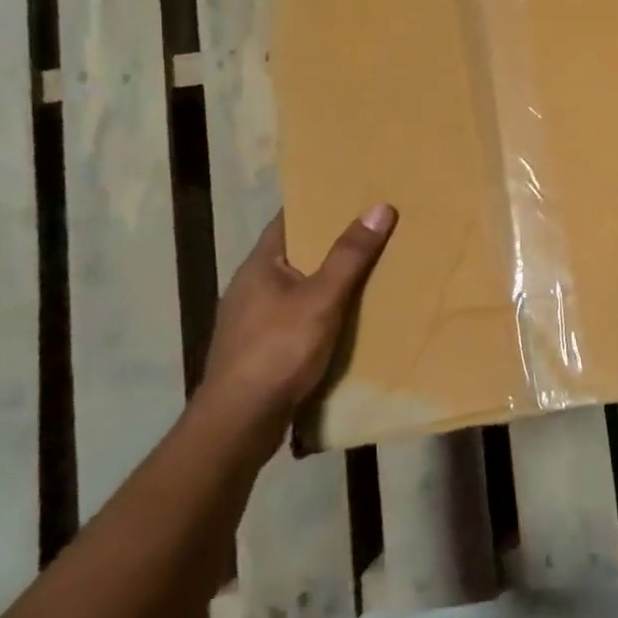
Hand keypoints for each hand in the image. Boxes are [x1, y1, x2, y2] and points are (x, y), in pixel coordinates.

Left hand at [200, 205, 396, 416]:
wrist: (239, 422)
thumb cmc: (278, 350)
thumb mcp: (322, 298)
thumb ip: (349, 255)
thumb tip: (378, 207)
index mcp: (259, 265)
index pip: (288, 220)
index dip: (317, 205)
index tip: (351, 194)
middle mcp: (250, 286)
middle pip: (294, 253)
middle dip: (329, 243)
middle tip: (371, 230)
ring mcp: (250, 320)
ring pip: (295, 287)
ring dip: (325, 280)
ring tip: (366, 272)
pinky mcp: (258, 350)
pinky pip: (294, 317)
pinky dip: (319, 311)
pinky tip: (344, 319)